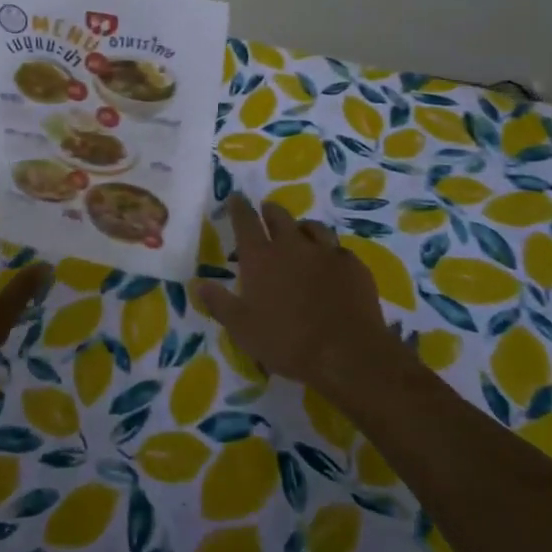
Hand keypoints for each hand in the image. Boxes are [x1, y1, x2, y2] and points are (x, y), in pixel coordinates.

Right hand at [193, 195, 406, 402]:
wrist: (347, 354)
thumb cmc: (287, 342)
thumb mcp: (242, 329)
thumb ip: (219, 303)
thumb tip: (198, 284)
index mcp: (260, 257)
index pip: (245, 221)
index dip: (238, 207)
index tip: (235, 197)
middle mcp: (292, 246)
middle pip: (279, 216)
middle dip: (269, 211)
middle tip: (266, 212)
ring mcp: (326, 252)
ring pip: (312, 227)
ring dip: (302, 227)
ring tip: (300, 233)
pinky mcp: (353, 265)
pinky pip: (339, 249)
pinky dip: (331, 252)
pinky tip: (332, 264)